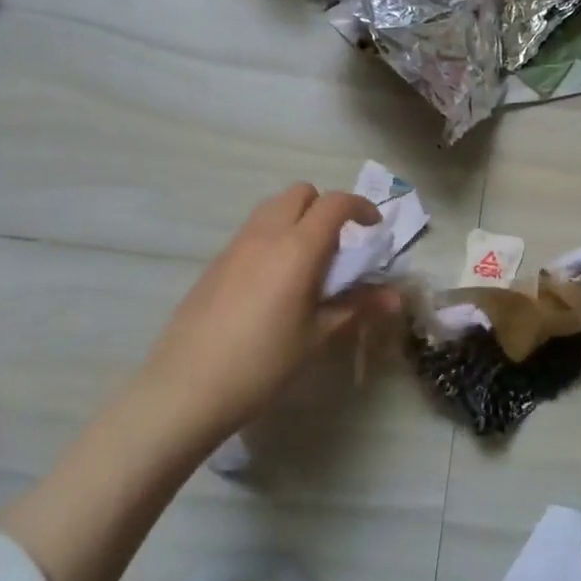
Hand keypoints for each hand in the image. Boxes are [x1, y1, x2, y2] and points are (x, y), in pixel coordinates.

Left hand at [137, 183, 397, 439]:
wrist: (186, 387)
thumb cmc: (263, 363)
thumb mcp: (317, 336)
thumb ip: (357, 306)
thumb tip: (395, 296)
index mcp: (297, 247)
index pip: (335, 203)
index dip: (360, 207)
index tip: (374, 227)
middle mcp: (265, 234)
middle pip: (300, 193)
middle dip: (326, 208)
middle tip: (339, 247)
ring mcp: (235, 245)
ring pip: (273, 208)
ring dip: (297, 219)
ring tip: (307, 263)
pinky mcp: (216, 262)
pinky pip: (252, 231)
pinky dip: (273, 237)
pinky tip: (274, 283)